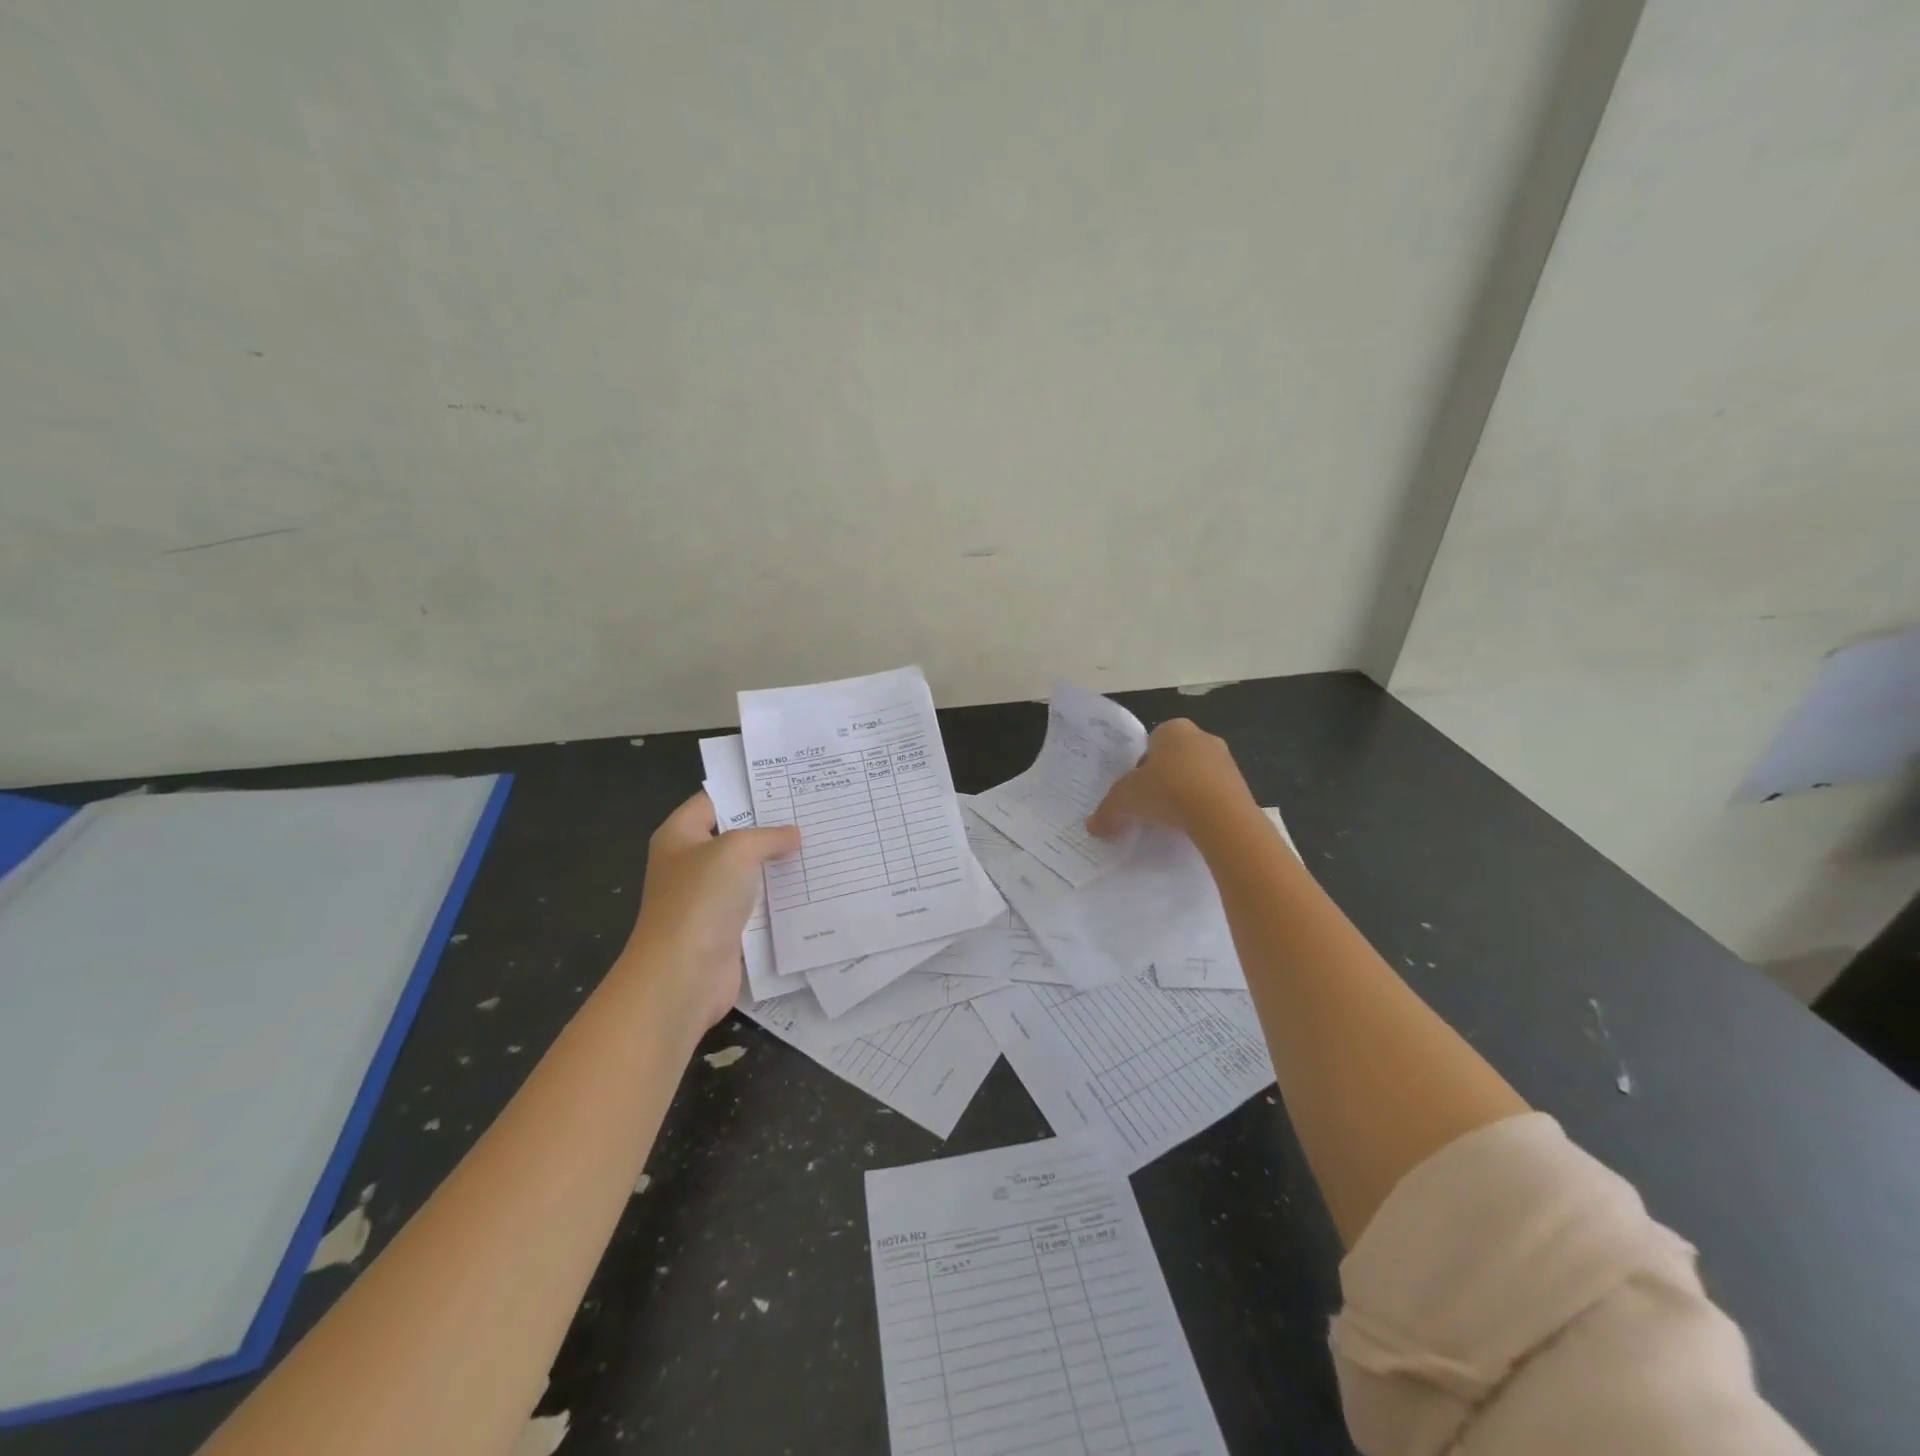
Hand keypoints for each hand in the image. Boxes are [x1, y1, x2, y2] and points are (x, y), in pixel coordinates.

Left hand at [619, 791, 799, 1031]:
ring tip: (820, 845)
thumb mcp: (736, 850)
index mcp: (680, 836)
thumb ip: (767, 836)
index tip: (788, 785)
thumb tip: (793, 835)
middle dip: (771, 828)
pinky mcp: (726, 928)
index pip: (714, 800)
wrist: (682, 975)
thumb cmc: (701, 900)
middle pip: (735, 836)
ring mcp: (708, 898)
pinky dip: (780, 898)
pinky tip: (812, 886)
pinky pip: (758, 905)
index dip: (747, 791)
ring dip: (779, 864)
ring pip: (750, 872)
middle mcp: (691, 863)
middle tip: (812, 813)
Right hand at [1086, 719, 1255, 839]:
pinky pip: (1214, 794)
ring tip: (1172, 819)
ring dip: (1185, 793)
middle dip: (1164, 778)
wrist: (1220, 816)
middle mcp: (1202, 737)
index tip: (1136, 789)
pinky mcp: (1242, 785)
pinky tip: (1193, 825)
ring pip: (1196, 776)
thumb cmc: (1167, 791)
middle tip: (1150, 804)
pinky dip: (1203, 807)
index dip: (1141, 766)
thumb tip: (1092, 827)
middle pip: (1175, 758)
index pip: (1151, 742)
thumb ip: (1108, 810)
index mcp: (1173, 729)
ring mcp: (1226, 761)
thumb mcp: (1126, 800)